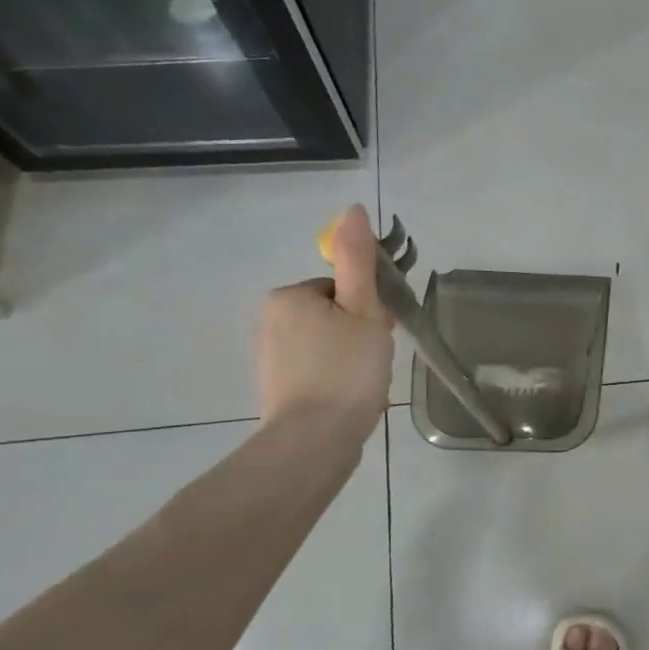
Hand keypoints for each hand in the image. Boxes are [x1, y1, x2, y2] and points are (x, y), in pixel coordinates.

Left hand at [257, 204, 394, 438]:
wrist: (315, 440)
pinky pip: (315, 369)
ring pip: (326, 343)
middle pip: (333, 315)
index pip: (342, 290)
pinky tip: (348, 397)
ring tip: (363, 383)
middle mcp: (270, 320)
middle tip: (373, 361)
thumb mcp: (363, 310)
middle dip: (358, 334)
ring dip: (349, 358)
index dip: (369, 310)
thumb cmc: (346, 370)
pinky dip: (334, 378)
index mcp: (289, 296)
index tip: (380, 335)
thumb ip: (359, 261)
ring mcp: (269, 356)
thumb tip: (354, 209)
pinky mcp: (275, 387)